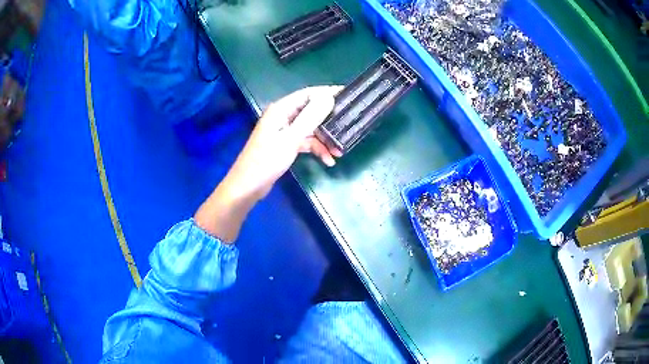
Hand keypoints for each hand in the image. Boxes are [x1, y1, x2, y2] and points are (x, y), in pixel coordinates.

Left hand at [226, 86, 342, 199]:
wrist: (248, 186)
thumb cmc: (267, 160)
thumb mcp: (291, 138)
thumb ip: (310, 117)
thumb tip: (328, 97)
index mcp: (281, 109)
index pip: (309, 94)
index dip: (328, 93)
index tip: (348, 95)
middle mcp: (284, 116)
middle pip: (312, 111)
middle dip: (330, 120)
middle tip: (350, 123)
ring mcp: (285, 131)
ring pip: (311, 129)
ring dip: (325, 139)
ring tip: (340, 151)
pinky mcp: (286, 144)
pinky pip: (306, 141)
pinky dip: (316, 149)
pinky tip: (328, 160)